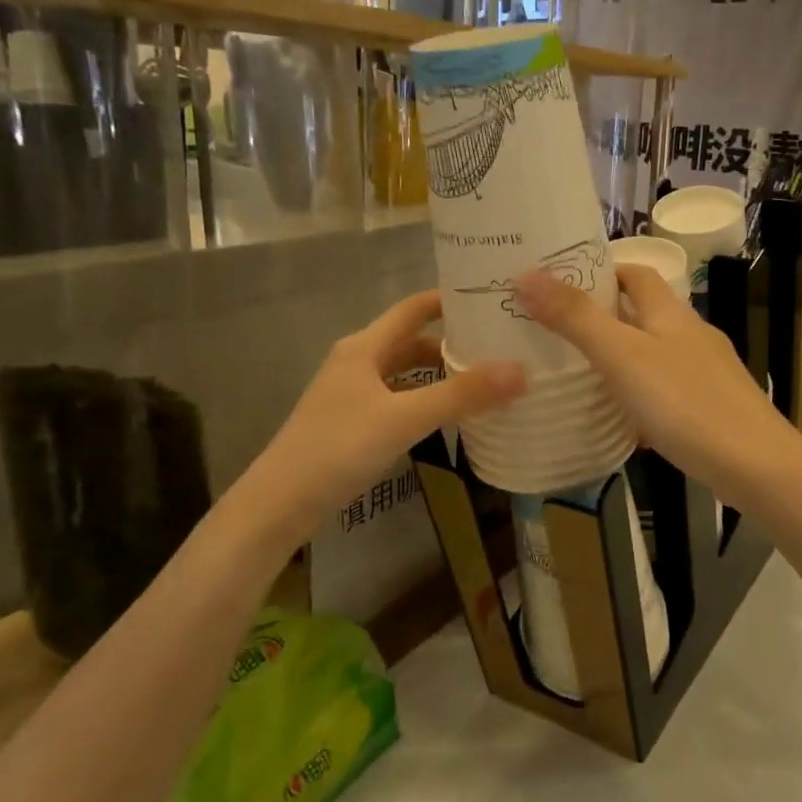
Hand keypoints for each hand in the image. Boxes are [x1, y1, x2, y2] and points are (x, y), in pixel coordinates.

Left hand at [257, 291, 524, 522]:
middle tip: (499, 346)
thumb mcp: (405, 418)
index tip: (491, 299)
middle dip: (453, 342)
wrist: (281, 502)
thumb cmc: (339, 448)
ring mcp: (352, 393)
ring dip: (439, 373)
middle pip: (412, 340)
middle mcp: (357, 361)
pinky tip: (448, 417)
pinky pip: (398, 399)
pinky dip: (425, 400)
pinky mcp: (352, 422)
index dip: (449, 299)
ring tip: (483, 380)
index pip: (414, 308)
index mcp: (365, 346)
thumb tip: (521, 370)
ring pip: (405, 372)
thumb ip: (462, 395)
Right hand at [513, 266, 790, 501]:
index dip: (601, 270)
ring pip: (653, 353)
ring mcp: (704, 372)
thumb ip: (576, 318)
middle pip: (643, 312)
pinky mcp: (709, 407)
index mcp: (671, 313)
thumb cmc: (685, 403)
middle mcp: (690, 335)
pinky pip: (664, 390)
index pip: (635, 273)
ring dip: (619, 356)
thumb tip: (526, 273)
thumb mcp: (622, 357)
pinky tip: (619, 418)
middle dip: (603, 315)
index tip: (559, 283)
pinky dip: (638, 395)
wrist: (756, 465)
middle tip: (554, 329)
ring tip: (576, 371)